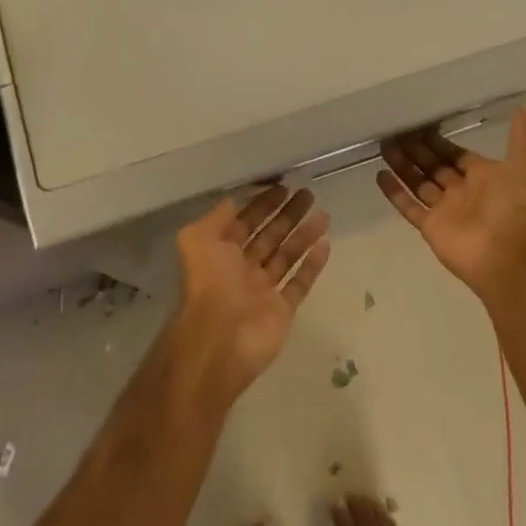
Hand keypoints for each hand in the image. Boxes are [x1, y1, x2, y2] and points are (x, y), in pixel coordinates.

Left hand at [172, 187, 332, 405]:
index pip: (245, 222)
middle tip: (308, 194)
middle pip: (269, 236)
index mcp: (221, 252)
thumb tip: (232, 200)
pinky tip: (326, 244)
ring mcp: (263, 291)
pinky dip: (312, 265)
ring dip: (304, 235)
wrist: (220, 338)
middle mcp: (242, 269)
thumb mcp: (199, 239)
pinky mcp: (282, 310)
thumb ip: (217, 218)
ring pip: (287, 256)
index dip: (262, 204)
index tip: (283, 186)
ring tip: (323, 214)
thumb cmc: (209, 282)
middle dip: (287, 215)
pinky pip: (300, 283)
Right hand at [378, 108, 525, 301]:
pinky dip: (394, 192)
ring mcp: (445, 210)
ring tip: (383, 147)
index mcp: (484, 177)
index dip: (438, 142)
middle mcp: (463, 191)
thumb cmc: (514, 206)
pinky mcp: (430, 227)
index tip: (419, 126)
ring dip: (402, 166)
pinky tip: (379, 174)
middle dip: (416, 150)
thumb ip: (521, 138)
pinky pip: (408, 207)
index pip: (456, 154)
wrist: (506, 254)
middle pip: (434, 167)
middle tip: (395, 133)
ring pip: (419, 183)